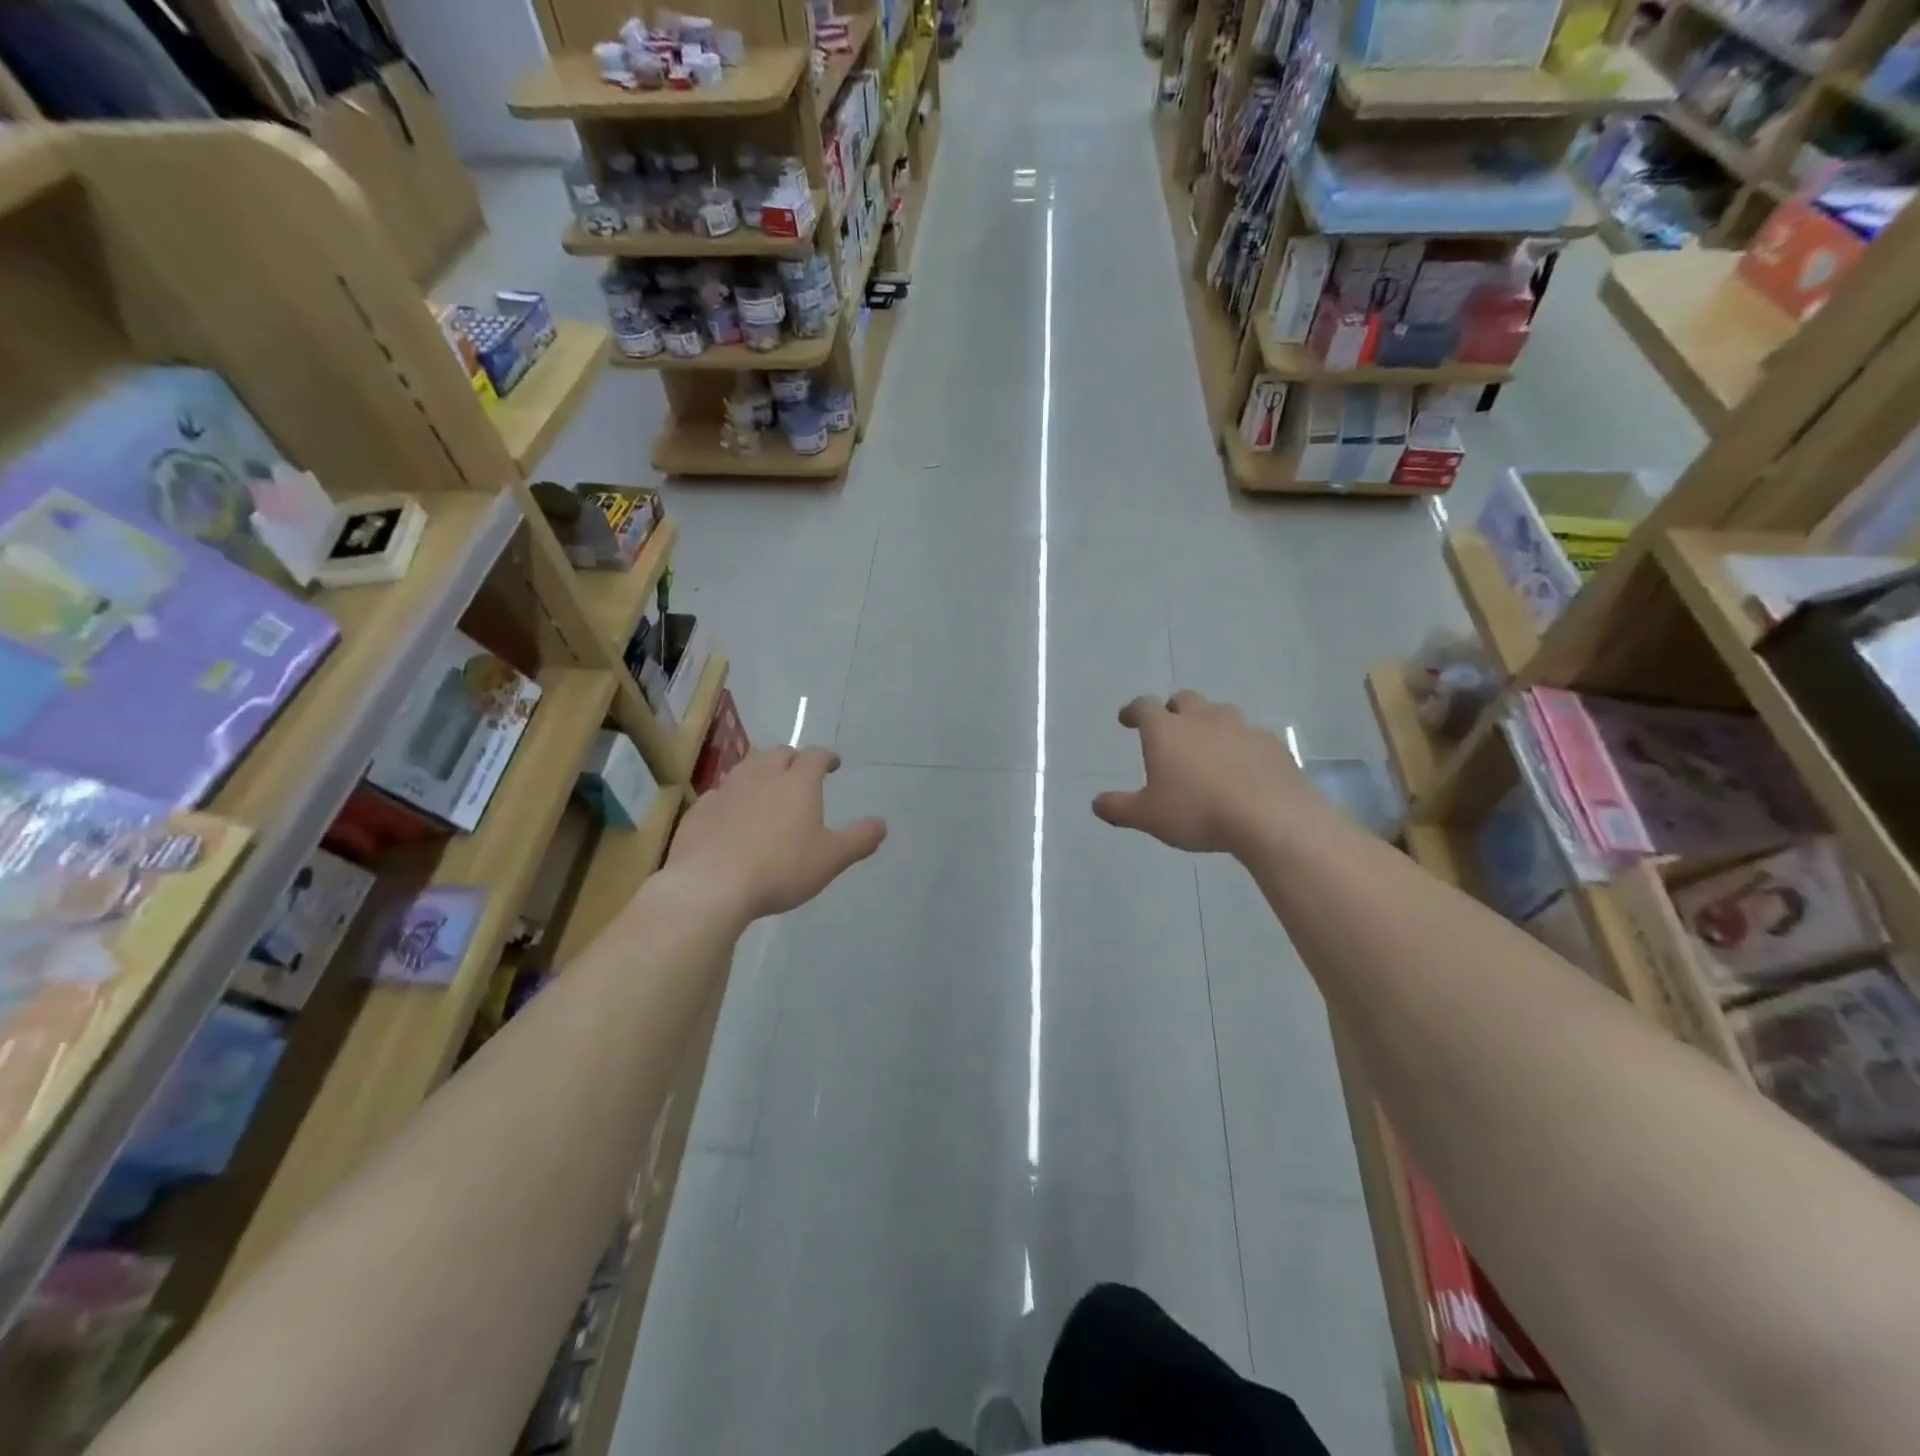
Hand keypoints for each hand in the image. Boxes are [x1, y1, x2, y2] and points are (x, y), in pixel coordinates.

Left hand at [668, 748, 885, 919]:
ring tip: (766, 790)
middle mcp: (762, 776)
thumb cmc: (781, 868)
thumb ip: (859, 840)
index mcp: (798, 782)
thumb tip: (881, 824)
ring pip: (746, 769)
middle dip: (792, 760)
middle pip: (778, 754)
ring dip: (760, 773)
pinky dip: (732, 798)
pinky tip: (732, 816)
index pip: (815, 755)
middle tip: (799, 774)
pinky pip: (720, 794)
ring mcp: (727, 790)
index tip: (833, 764)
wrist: (711, 885)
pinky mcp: (700, 810)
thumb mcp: (831, 859)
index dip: (826, 757)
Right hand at [1093, 691, 1313, 854]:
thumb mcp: (1148, 817)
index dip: (1133, 710)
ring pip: (1221, 713)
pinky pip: (1251, 737)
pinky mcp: (1273, 744)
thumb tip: (1096, 803)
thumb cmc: (1197, 812)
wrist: (1271, 817)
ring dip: (1210, 724)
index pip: (1144, 706)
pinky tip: (1243, 768)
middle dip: (1174, 709)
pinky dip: (1241, 746)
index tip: (1127, 719)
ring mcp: (1242, 728)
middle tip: (1170, 728)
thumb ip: (1119, 808)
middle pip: (1185, 699)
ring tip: (1208, 748)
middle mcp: (1203, 719)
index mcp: (1167, 731)